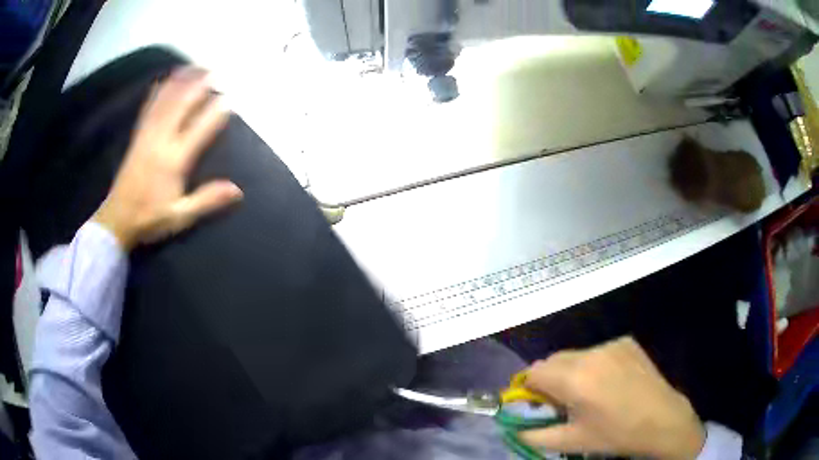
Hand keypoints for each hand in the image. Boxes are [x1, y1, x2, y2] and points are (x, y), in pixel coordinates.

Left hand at [93, 67, 242, 249]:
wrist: (116, 220)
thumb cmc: (149, 219)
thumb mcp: (180, 216)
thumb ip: (207, 201)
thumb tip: (237, 190)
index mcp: (173, 160)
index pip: (200, 129)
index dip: (216, 111)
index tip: (231, 97)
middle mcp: (160, 141)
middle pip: (182, 105)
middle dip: (200, 85)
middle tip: (216, 70)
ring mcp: (147, 135)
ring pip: (165, 101)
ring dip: (181, 81)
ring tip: (195, 66)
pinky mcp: (138, 137)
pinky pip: (149, 108)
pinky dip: (158, 91)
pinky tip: (165, 80)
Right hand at [519, 336, 704, 459]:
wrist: (661, 419)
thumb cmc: (615, 434)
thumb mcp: (571, 441)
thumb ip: (534, 436)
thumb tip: (514, 429)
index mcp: (574, 380)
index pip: (534, 373)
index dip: (530, 389)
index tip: (538, 404)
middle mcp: (590, 354)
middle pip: (553, 360)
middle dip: (550, 379)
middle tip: (563, 400)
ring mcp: (610, 345)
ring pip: (575, 355)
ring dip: (572, 371)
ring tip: (590, 391)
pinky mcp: (625, 342)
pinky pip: (598, 351)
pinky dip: (594, 364)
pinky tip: (610, 381)